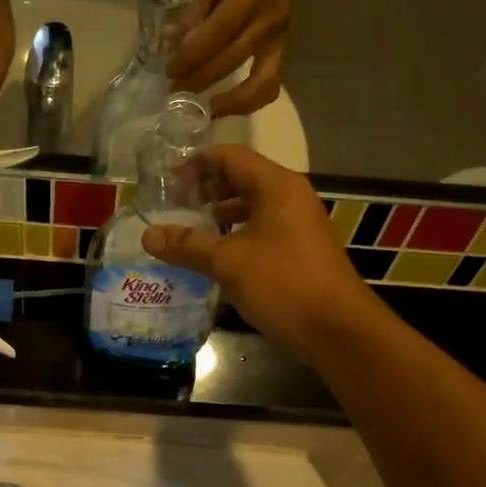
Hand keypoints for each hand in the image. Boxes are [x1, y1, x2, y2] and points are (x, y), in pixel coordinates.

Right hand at [140, 146, 376, 360]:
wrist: (337, 329)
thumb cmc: (283, 284)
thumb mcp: (228, 262)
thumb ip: (187, 245)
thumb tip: (147, 235)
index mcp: (276, 186)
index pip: (231, 156)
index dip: (197, 163)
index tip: (166, 177)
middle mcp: (290, 197)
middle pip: (241, 179)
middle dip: (205, 188)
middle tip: (171, 203)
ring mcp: (297, 225)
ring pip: (251, 207)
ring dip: (219, 214)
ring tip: (186, 229)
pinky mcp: (298, 250)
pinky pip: (260, 230)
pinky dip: (234, 235)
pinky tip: (212, 255)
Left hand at [167, 0, 299, 116]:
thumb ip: (193, 7)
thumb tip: (168, 40)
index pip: (217, 33)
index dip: (192, 55)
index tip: (170, 70)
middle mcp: (268, 21)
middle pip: (232, 61)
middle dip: (200, 80)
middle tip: (174, 91)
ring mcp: (279, 39)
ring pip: (260, 84)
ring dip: (229, 103)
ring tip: (202, 110)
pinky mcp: (284, 51)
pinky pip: (270, 85)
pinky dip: (248, 102)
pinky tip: (225, 107)